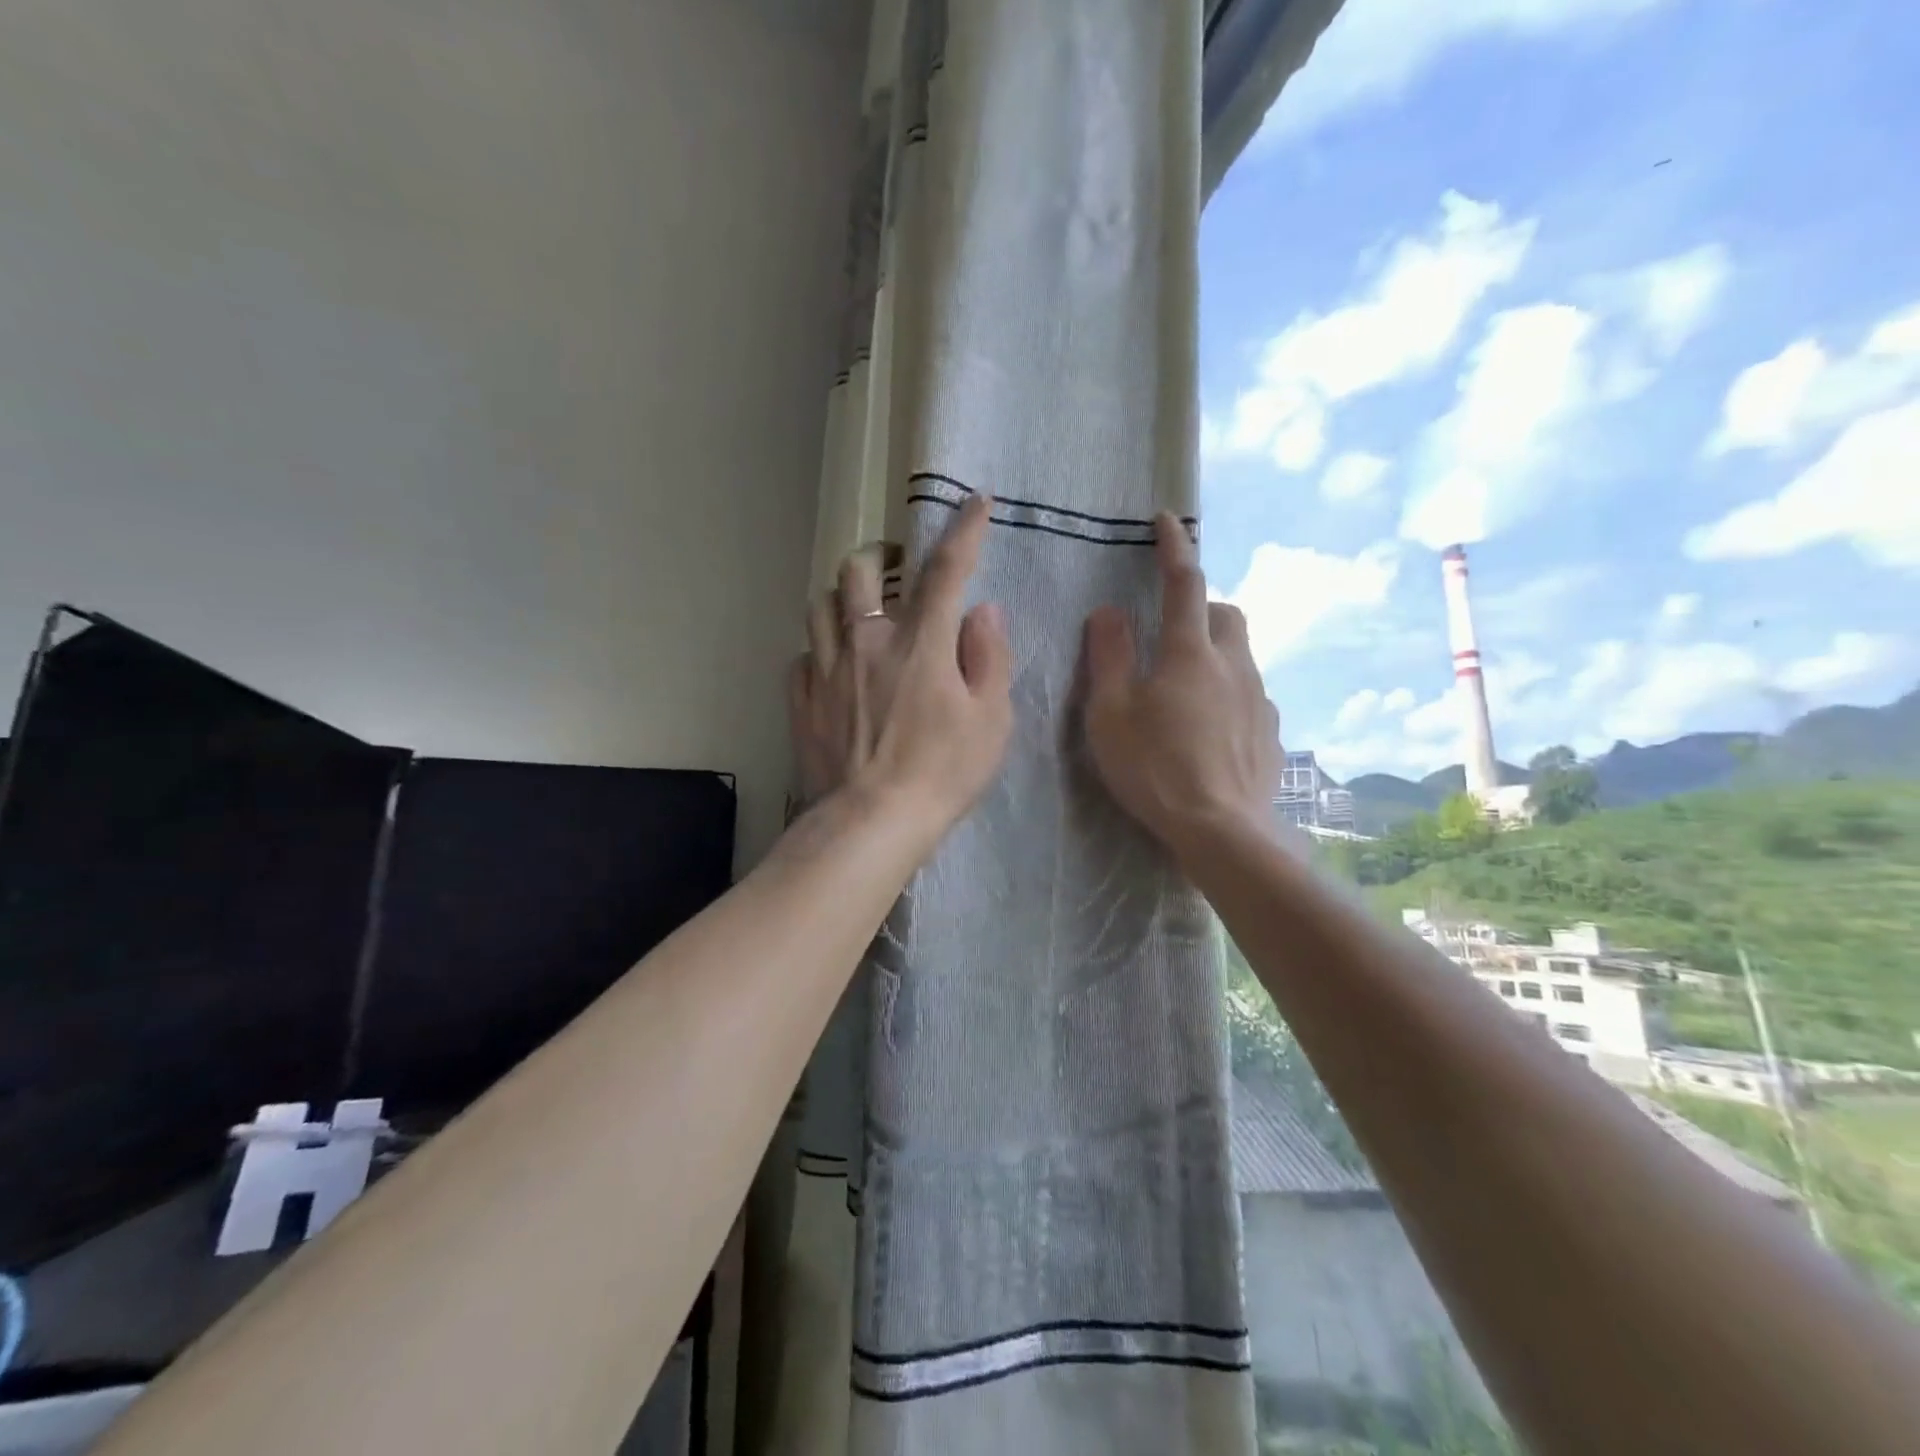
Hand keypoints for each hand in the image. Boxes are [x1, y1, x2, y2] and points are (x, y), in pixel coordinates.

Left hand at [788, 494, 1013, 836]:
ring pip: (820, 605)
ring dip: (842, 600)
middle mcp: (867, 642)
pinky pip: (802, 655)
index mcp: (921, 642)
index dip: (964, 530)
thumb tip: (983, 612)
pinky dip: (819, 651)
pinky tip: (833, 668)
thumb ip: (989, 658)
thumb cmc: (942, 774)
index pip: (946, 569)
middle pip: (859, 571)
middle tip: (896, 574)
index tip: (976, 502)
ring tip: (859, 616)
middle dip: (879, 559)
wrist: (872, 823)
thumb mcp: (991, 720)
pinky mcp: (802, 699)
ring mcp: (827, 669)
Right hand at [1082, 513, 1280, 862]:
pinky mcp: (1272, 734)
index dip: (1174, 547)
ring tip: (1185, 690)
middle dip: (1202, 608)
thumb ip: (1108, 657)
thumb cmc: (1155, 769)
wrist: (1223, 832)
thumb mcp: (1111, 714)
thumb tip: (1108, 611)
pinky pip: (1251, 696)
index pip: (1184, 583)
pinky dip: (1230, 695)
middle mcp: (1234, 665)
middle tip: (1171, 632)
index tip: (1167, 520)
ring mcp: (1260, 700)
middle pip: (1227, 613)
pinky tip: (1211, 730)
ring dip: (1216, 654)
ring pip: (1242, 655)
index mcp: (1190, 653)